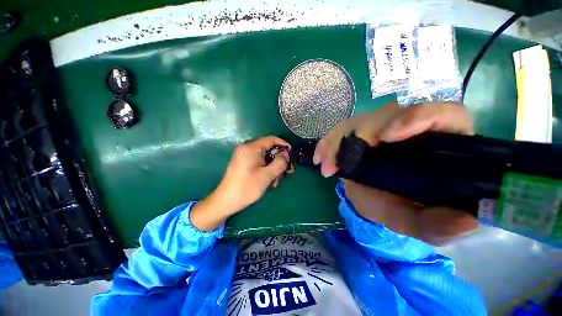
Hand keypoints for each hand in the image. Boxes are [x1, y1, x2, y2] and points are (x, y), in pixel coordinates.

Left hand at [216, 136, 292, 210]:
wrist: (226, 201)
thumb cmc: (247, 187)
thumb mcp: (267, 175)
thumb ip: (279, 163)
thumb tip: (285, 155)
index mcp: (251, 148)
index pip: (271, 139)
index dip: (284, 145)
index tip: (292, 155)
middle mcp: (247, 149)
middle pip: (269, 149)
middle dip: (280, 161)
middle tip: (288, 171)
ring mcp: (245, 156)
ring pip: (266, 158)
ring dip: (274, 168)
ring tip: (276, 182)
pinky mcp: (244, 163)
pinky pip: (260, 163)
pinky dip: (267, 170)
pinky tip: (270, 182)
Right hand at [314, 102, 477, 244]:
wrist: (371, 198)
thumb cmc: (396, 206)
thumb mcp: (414, 220)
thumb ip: (436, 225)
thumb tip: (466, 222)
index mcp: (436, 143)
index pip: (442, 115)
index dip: (418, 117)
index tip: (387, 136)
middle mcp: (407, 128)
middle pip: (387, 115)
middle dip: (359, 135)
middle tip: (341, 165)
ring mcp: (378, 128)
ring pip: (357, 122)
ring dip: (337, 143)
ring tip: (327, 168)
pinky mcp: (356, 132)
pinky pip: (338, 131)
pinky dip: (326, 144)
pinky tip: (319, 158)